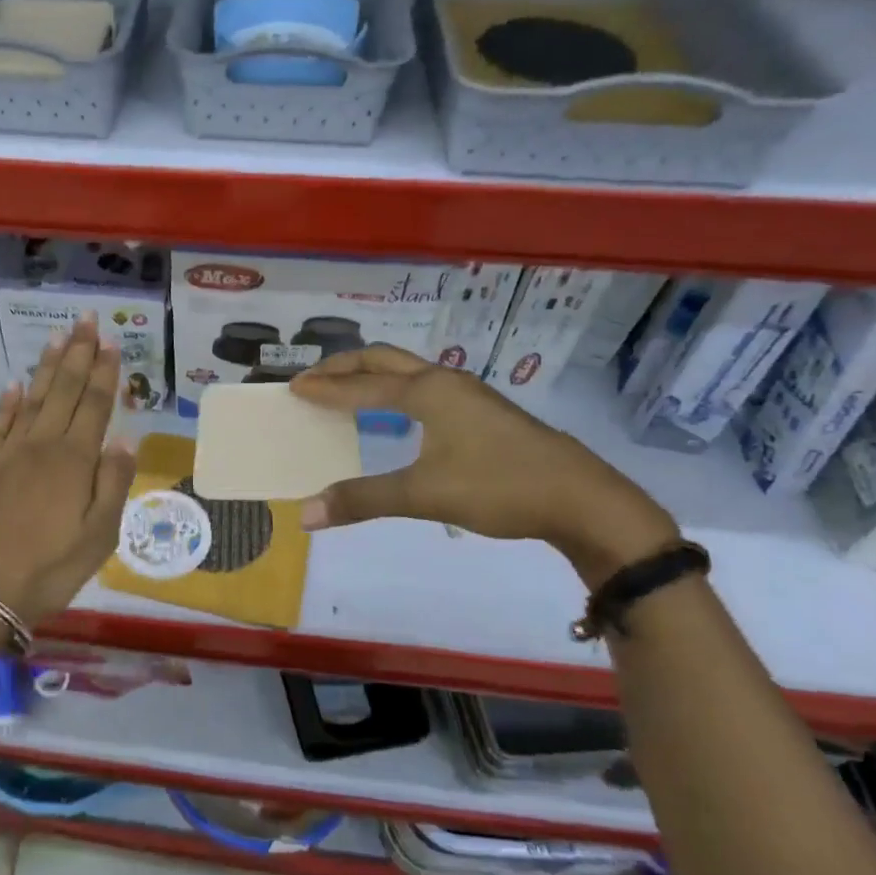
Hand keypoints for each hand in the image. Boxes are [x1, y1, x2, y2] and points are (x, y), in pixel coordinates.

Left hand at [0, 316, 135, 625]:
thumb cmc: (50, 568)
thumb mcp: (99, 536)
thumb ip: (114, 483)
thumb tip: (124, 437)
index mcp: (75, 461)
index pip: (94, 405)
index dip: (103, 372)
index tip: (110, 341)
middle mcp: (42, 446)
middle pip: (63, 391)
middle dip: (77, 354)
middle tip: (86, 320)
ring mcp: (8, 454)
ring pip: (32, 399)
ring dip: (46, 367)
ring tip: (58, 337)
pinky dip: (7, 402)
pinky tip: (15, 384)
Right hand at [288, 345, 677, 583]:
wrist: (583, 500)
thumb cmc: (500, 487)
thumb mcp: (425, 495)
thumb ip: (363, 500)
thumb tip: (304, 514)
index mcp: (427, 391)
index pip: (361, 385)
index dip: (324, 388)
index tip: (292, 388)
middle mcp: (445, 382)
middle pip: (383, 360)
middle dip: (343, 367)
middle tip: (311, 380)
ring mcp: (469, 395)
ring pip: (407, 372)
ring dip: (371, 376)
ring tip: (345, 392)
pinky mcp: (483, 413)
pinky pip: (424, 388)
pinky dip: (394, 391)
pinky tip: (396, 416)